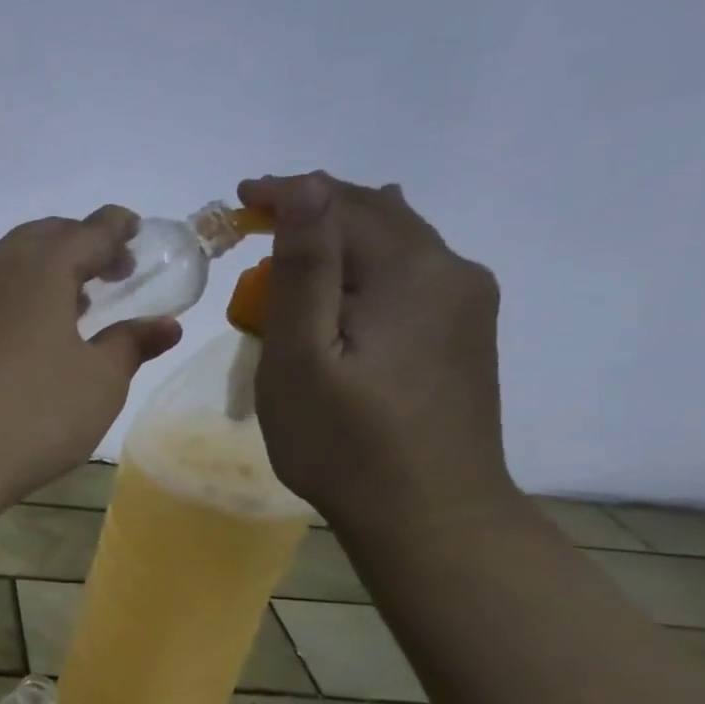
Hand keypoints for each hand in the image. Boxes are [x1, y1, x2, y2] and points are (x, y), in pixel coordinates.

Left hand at [0, 208, 181, 516]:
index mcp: (40, 268)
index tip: (135, 235)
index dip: (117, 230)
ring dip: (40, 269)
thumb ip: (131, 344)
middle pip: (42, 236)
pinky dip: (8, 293)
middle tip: (106, 269)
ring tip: (67, 302)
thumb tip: (164, 325)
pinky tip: (19, 331)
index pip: (89, 231)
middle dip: (78, 243)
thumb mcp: (98, 384)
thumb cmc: (31, 416)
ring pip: (5, 262)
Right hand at [238, 172, 518, 536]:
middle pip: (376, 213)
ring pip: (397, 240)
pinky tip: (347, 278)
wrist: (430, 515)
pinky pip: (409, 272)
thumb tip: (305, 188)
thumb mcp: (301, 357)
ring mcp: (466, 303)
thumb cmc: (345, 441)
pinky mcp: (464, 333)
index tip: (238, 199)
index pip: (341, 204)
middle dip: (312, 206)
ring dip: (340, 233)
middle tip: (254, 219)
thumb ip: (303, 269)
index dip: (286, 193)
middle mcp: (452, 271)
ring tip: (291, 243)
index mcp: (411, 271)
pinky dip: (365, 263)